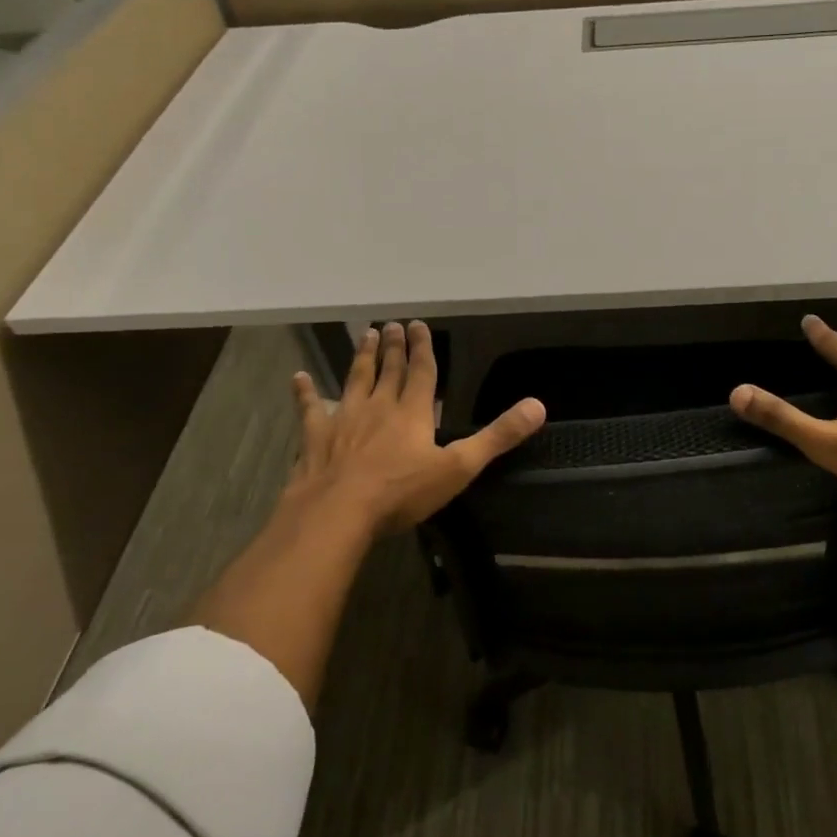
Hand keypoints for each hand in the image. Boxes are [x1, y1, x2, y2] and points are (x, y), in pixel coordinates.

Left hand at [286, 321, 545, 533]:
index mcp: (413, 413)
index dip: (423, 348)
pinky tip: (298, 378)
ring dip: (360, 357)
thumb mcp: (459, 467)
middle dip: (392, 346)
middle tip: (390, 324)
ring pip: (355, 380)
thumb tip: (538, 406)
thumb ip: (498, 437)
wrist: (338, 512)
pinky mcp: (317, 438)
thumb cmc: (401, 492)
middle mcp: (378, 407)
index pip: (422, 372)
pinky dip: (305, 393)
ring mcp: (344, 420)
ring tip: (364, 334)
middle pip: (388, 370)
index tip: (418, 324)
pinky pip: (310, 409)